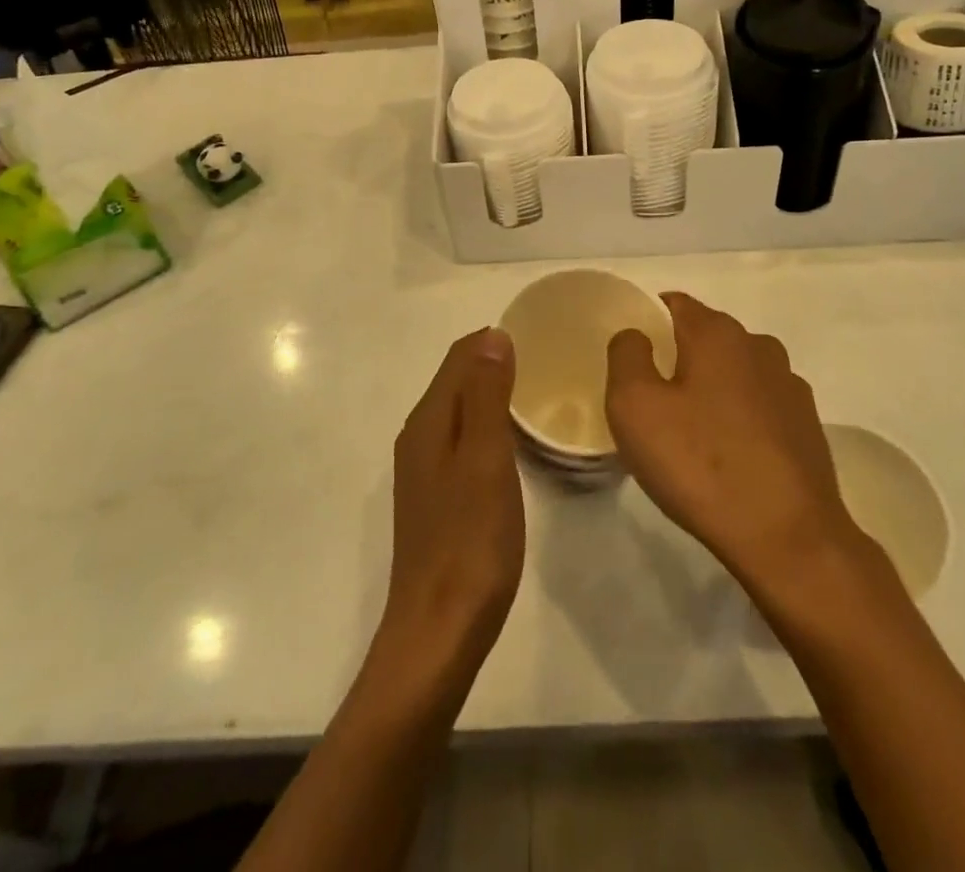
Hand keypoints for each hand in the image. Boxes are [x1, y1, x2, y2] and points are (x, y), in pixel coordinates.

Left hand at [376, 329, 524, 679]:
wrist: (438, 632)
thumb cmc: (470, 541)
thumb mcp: (485, 459)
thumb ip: (486, 395)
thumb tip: (493, 335)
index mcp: (429, 421)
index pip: (459, 357)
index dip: (492, 339)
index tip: (537, 332)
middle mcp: (420, 437)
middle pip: (455, 380)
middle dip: (492, 361)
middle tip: (544, 358)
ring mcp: (425, 469)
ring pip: (459, 410)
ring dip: (490, 392)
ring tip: (535, 391)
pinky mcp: (436, 496)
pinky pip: (462, 439)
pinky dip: (486, 424)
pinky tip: (511, 442)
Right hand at [606, 294, 858, 598]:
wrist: (789, 537)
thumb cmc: (700, 464)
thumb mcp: (634, 406)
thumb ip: (627, 355)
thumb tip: (636, 335)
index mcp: (717, 333)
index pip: (674, 304)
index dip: (648, 322)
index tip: (632, 359)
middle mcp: (758, 346)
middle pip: (706, 337)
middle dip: (679, 359)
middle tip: (653, 403)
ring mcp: (789, 385)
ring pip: (735, 371)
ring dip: (712, 389)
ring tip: (692, 435)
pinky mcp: (807, 425)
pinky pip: (760, 405)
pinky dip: (740, 418)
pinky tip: (730, 457)